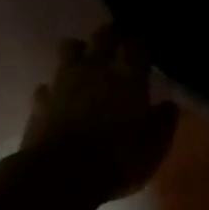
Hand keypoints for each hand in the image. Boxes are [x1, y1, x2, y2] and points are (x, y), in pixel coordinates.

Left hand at [21, 28, 177, 203]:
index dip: (141, 44)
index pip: (137, 45)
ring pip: (69, 48)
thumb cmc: (118, 158)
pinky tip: (60, 99)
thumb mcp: (155, 146)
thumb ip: (164, 121)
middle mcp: (94, 68)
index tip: (146, 50)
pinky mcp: (40, 100)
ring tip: (85, 63)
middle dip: (111, 35)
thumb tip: (168, 105)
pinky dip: (56, 88)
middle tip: (117, 41)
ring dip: (79, 52)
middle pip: (102, 36)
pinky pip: (48, 84)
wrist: (62, 174)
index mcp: (128, 75)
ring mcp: (63, 81)